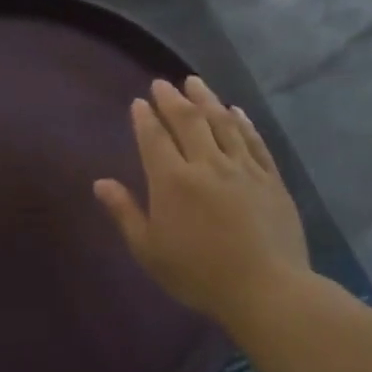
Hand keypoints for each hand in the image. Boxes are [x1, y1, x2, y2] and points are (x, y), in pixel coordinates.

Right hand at [94, 77, 308, 328]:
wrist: (265, 289)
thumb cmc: (197, 274)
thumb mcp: (149, 250)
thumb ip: (125, 212)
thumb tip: (101, 183)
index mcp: (172, 181)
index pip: (154, 138)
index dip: (145, 118)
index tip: (139, 103)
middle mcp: (206, 164)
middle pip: (188, 121)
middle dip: (172, 99)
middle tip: (162, 84)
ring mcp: (243, 168)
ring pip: (222, 123)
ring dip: (206, 99)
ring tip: (195, 82)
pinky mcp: (271, 178)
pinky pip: (254, 141)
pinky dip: (243, 122)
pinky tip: (236, 111)